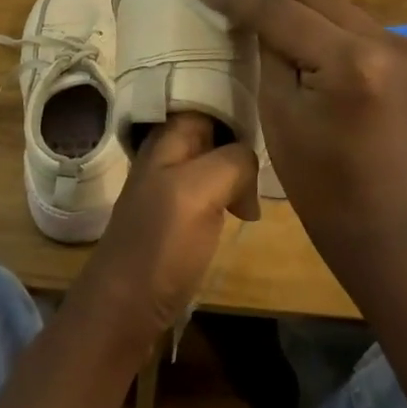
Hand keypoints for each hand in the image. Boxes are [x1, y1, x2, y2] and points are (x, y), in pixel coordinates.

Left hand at [68, 113, 258, 354]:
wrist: (124, 311)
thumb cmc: (160, 245)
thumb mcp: (199, 190)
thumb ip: (233, 162)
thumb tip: (252, 166)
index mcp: (166, 138)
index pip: (205, 97)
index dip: (236, 96)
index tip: (274, 102)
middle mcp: (166, 155)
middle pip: (212, 127)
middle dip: (242, 130)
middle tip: (282, 141)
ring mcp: (170, 187)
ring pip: (214, 158)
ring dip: (240, 163)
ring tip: (270, 171)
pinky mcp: (179, 218)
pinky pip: (213, 188)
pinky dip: (233, 190)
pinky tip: (248, 205)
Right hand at [194, 0, 406, 257]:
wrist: (373, 215)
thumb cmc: (314, 177)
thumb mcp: (276, 109)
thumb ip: (267, 47)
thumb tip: (250, 8)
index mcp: (352, 64)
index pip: (283, 13)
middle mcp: (384, 41)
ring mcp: (399, 43)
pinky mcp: (401, 50)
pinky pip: (343, 18)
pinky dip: (310, 7)